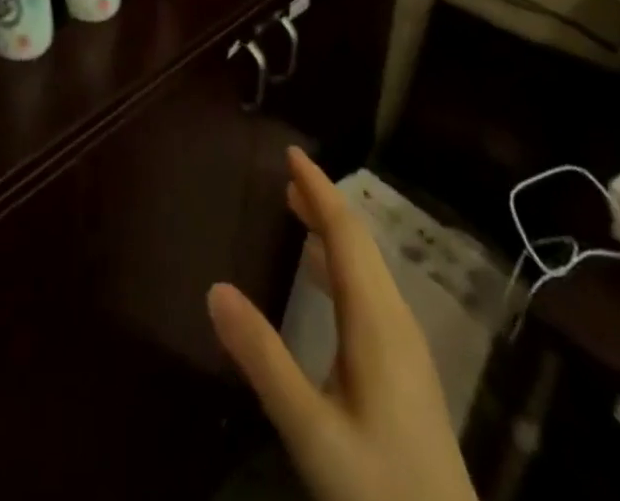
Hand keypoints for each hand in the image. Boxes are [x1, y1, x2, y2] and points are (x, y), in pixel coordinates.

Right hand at [208, 149, 476, 500]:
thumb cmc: (380, 491)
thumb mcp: (310, 431)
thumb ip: (263, 358)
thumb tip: (214, 288)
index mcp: (376, 319)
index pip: (345, 233)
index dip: (318, 189)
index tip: (291, 153)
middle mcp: (395, 319)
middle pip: (359, 243)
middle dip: (323, 203)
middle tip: (285, 175)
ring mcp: (405, 346)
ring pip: (367, 267)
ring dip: (332, 232)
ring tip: (296, 210)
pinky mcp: (405, 370)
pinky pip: (370, 291)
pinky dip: (341, 264)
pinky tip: (321, 278)